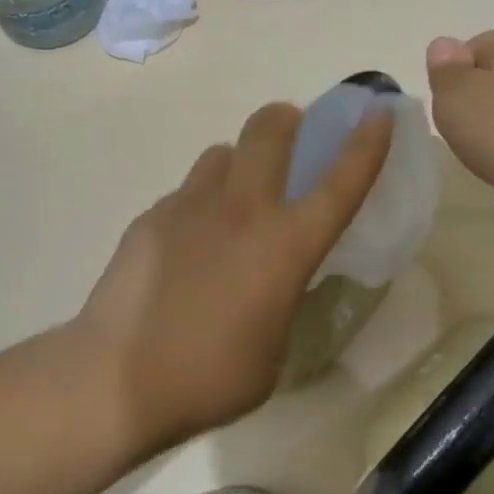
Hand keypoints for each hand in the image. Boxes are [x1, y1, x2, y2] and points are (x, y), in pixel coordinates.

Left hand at [74, 101, 392, 456]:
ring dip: (239, 163)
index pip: (339, 184)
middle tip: (292, 135)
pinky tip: (188, 244)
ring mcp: (189, 208)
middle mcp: (241, 211)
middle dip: (288, 120)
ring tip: (233, 200)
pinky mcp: (149, 218)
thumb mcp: (274, 348)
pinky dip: (199, 203)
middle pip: (269, 130)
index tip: (377, 114)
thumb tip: (272, 277)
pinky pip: (186, 192)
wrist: (117, 379)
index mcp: (284, 247)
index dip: (365, 145)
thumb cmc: (210, 378)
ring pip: (222, 153)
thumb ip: (282, 298)